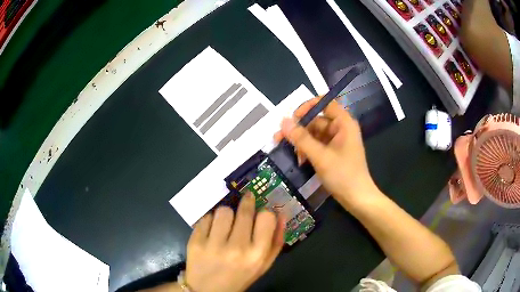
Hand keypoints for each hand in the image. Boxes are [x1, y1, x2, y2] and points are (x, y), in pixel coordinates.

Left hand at [185, 194, 284, 291]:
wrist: (208, 289)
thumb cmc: (240, 276)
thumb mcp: (263, 265)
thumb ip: (276, 241)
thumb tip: (280, 214)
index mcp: (257, 255)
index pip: (266, 217)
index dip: (265, 213)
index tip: (261, 213)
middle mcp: (236, 248)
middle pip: (245, 210)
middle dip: (247, 203)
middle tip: (247, 199)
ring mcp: (213, 244)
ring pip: (224, 210)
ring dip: (227, 214)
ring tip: (226, 223)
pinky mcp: (195, 241)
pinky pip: (206, 217)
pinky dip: (210, 221)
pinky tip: (212, 231)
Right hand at [274, 97, 379, 207]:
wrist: (357, 198)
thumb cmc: (343, 175)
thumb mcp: (320, 156)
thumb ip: (301, 138)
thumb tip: (283, 121)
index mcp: (343, 123)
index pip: (325, 103)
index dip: (308, 107)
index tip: (292, 118)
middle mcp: (341, 128)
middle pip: (316, 120)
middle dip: (299, 129)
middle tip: (279, 139)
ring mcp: (337, 141)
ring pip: (314, 134)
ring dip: (301, 142)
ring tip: (289, 153)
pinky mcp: (334, 152)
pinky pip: (317, 145)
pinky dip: (307, 150)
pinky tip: (299, 160)